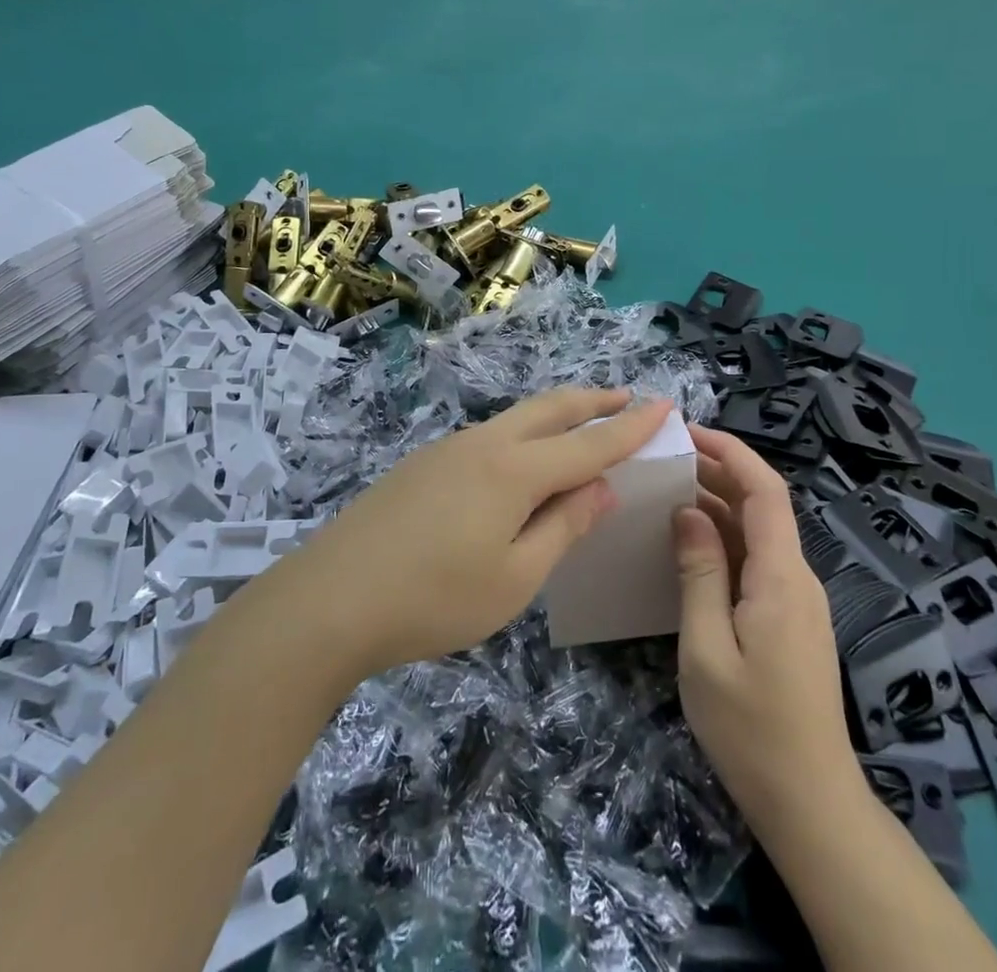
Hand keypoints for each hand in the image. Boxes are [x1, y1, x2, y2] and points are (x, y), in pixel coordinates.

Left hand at [274, 389, 673, 678]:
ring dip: (557, 414)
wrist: (332, 598)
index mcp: (515, 470)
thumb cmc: (435, 598)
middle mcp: (485, 444)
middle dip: (593, 401)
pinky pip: (490, 437)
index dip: (631, 427)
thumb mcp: (515, 578)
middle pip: (550, 409)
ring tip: (581, 422)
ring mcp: (449, 449)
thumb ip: (562, 527)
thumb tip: (602, 487)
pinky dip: (523, 434)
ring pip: (517, 418)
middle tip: (627, 397)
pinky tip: (520, 460)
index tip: (665, 405)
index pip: (589, 443)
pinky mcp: (424, 463)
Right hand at [673, 426, 857, 831]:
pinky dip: (724, 543)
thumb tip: (689, 510)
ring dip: (717, 507)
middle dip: (717, 472)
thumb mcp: (707, 648)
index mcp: (781, 577)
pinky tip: (688, 547)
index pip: (765, 490)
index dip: (731, 451)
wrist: (811, 805)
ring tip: (666, 493)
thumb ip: (699, 573)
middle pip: (763, 506)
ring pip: (758, 534)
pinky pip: (757, 563)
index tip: (688, 431)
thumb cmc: (752, 728)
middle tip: (664, 460)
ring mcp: (797, 601)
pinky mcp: (790, 622)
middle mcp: (797, 578)